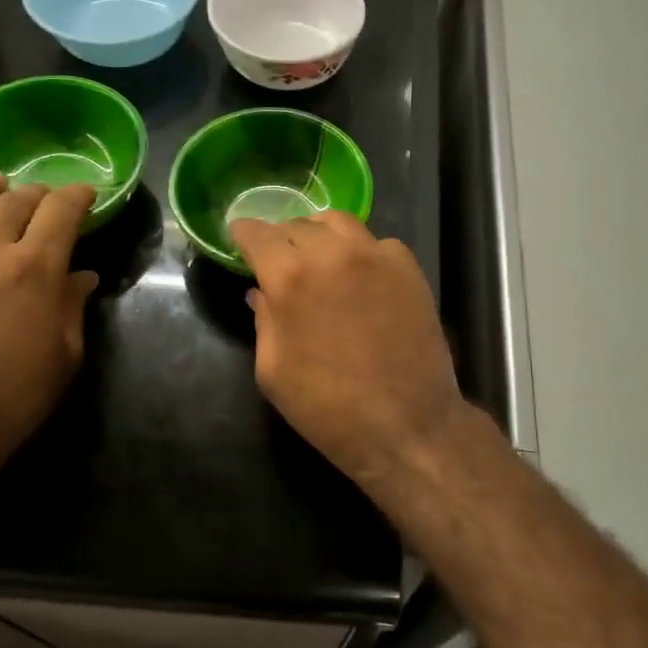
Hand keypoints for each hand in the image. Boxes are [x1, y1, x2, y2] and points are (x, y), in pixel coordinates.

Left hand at [0, 173, 98, 491]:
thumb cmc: (11, 398)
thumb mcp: (63, 356)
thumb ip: (72, 307)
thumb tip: (81, 276)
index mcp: (34, 267)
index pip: (60, 210)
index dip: (77, 195)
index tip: (86, 194)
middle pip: (14, 201)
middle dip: (36, 193)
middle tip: (45, 199)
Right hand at [232, 212, 464, 485]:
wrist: (407, 424)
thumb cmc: (328, 407)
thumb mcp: (273, 371)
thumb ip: (264, 321)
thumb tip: (261, 292)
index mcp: (291, 277)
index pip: (258, 234)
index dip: (243, 233)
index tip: (238, 237)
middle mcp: (333, 253)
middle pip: (297, 224)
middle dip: (281, 237)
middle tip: (277, 258)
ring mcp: (376, 256)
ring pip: (339, 223)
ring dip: (319, 234)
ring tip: (316, 255)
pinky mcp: (409, 268)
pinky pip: (376, 243)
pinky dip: (358, 251)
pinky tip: (358, 276)